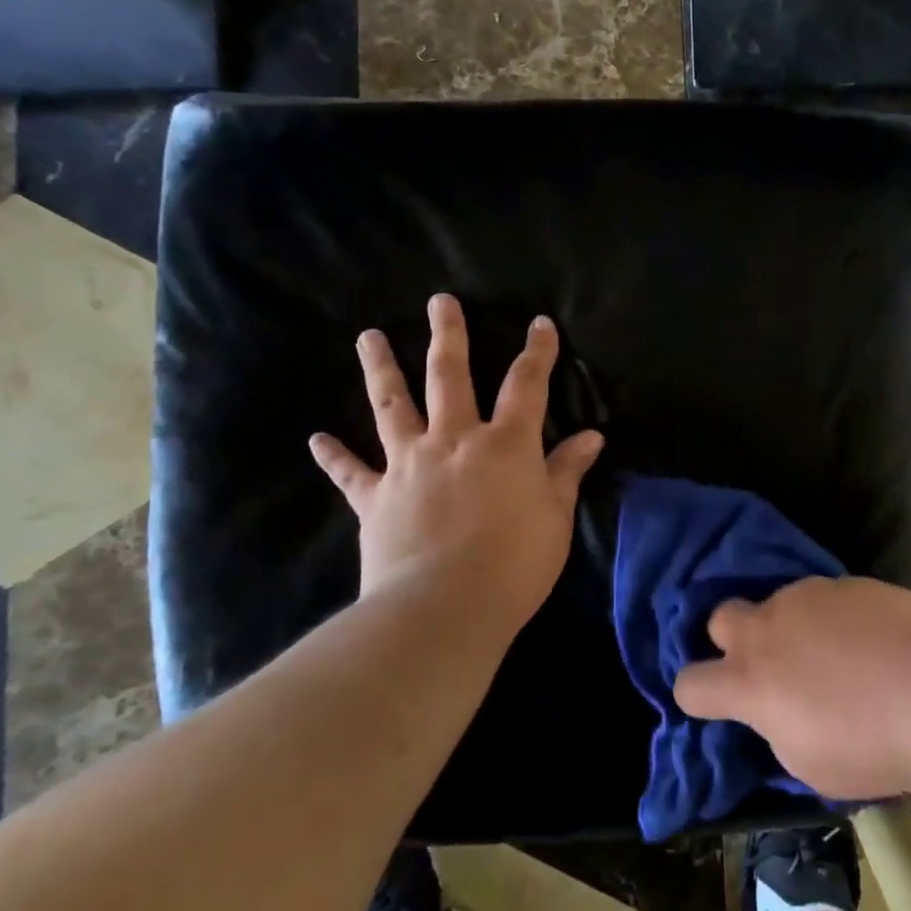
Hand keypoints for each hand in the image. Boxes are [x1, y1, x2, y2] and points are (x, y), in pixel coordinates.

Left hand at [308, 295, 603, 633]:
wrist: (444, 608)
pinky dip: (334, 456)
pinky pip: (351, 472)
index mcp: (505, 444)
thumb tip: (592, 436)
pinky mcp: (375, 497)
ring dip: (381, 369)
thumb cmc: (514, 563)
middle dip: (449, 336)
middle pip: (450, 376)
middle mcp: (454, 440)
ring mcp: (409, 464)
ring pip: (392, 405)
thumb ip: (567, 471)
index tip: (540, 324)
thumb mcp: (555, 517)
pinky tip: (318, 439)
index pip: (526, 385)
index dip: (537, 352)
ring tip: (369, 337)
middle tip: (439, 302)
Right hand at [672, 576, 910, 800]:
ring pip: (778, 602)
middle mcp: (767, 628)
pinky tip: (869, 637)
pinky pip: (824, 596)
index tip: (719, 704)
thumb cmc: (871, 746)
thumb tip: (777, 710)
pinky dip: (833, 616)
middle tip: (770, 665)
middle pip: (720, 617)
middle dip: (732, 638)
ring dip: (791, 626)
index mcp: (749, 682)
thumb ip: (777, 727)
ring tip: (835, 653)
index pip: (690, 683)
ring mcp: (805, 597)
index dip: (697, 695)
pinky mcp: (844, 581)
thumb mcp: (809, 763)